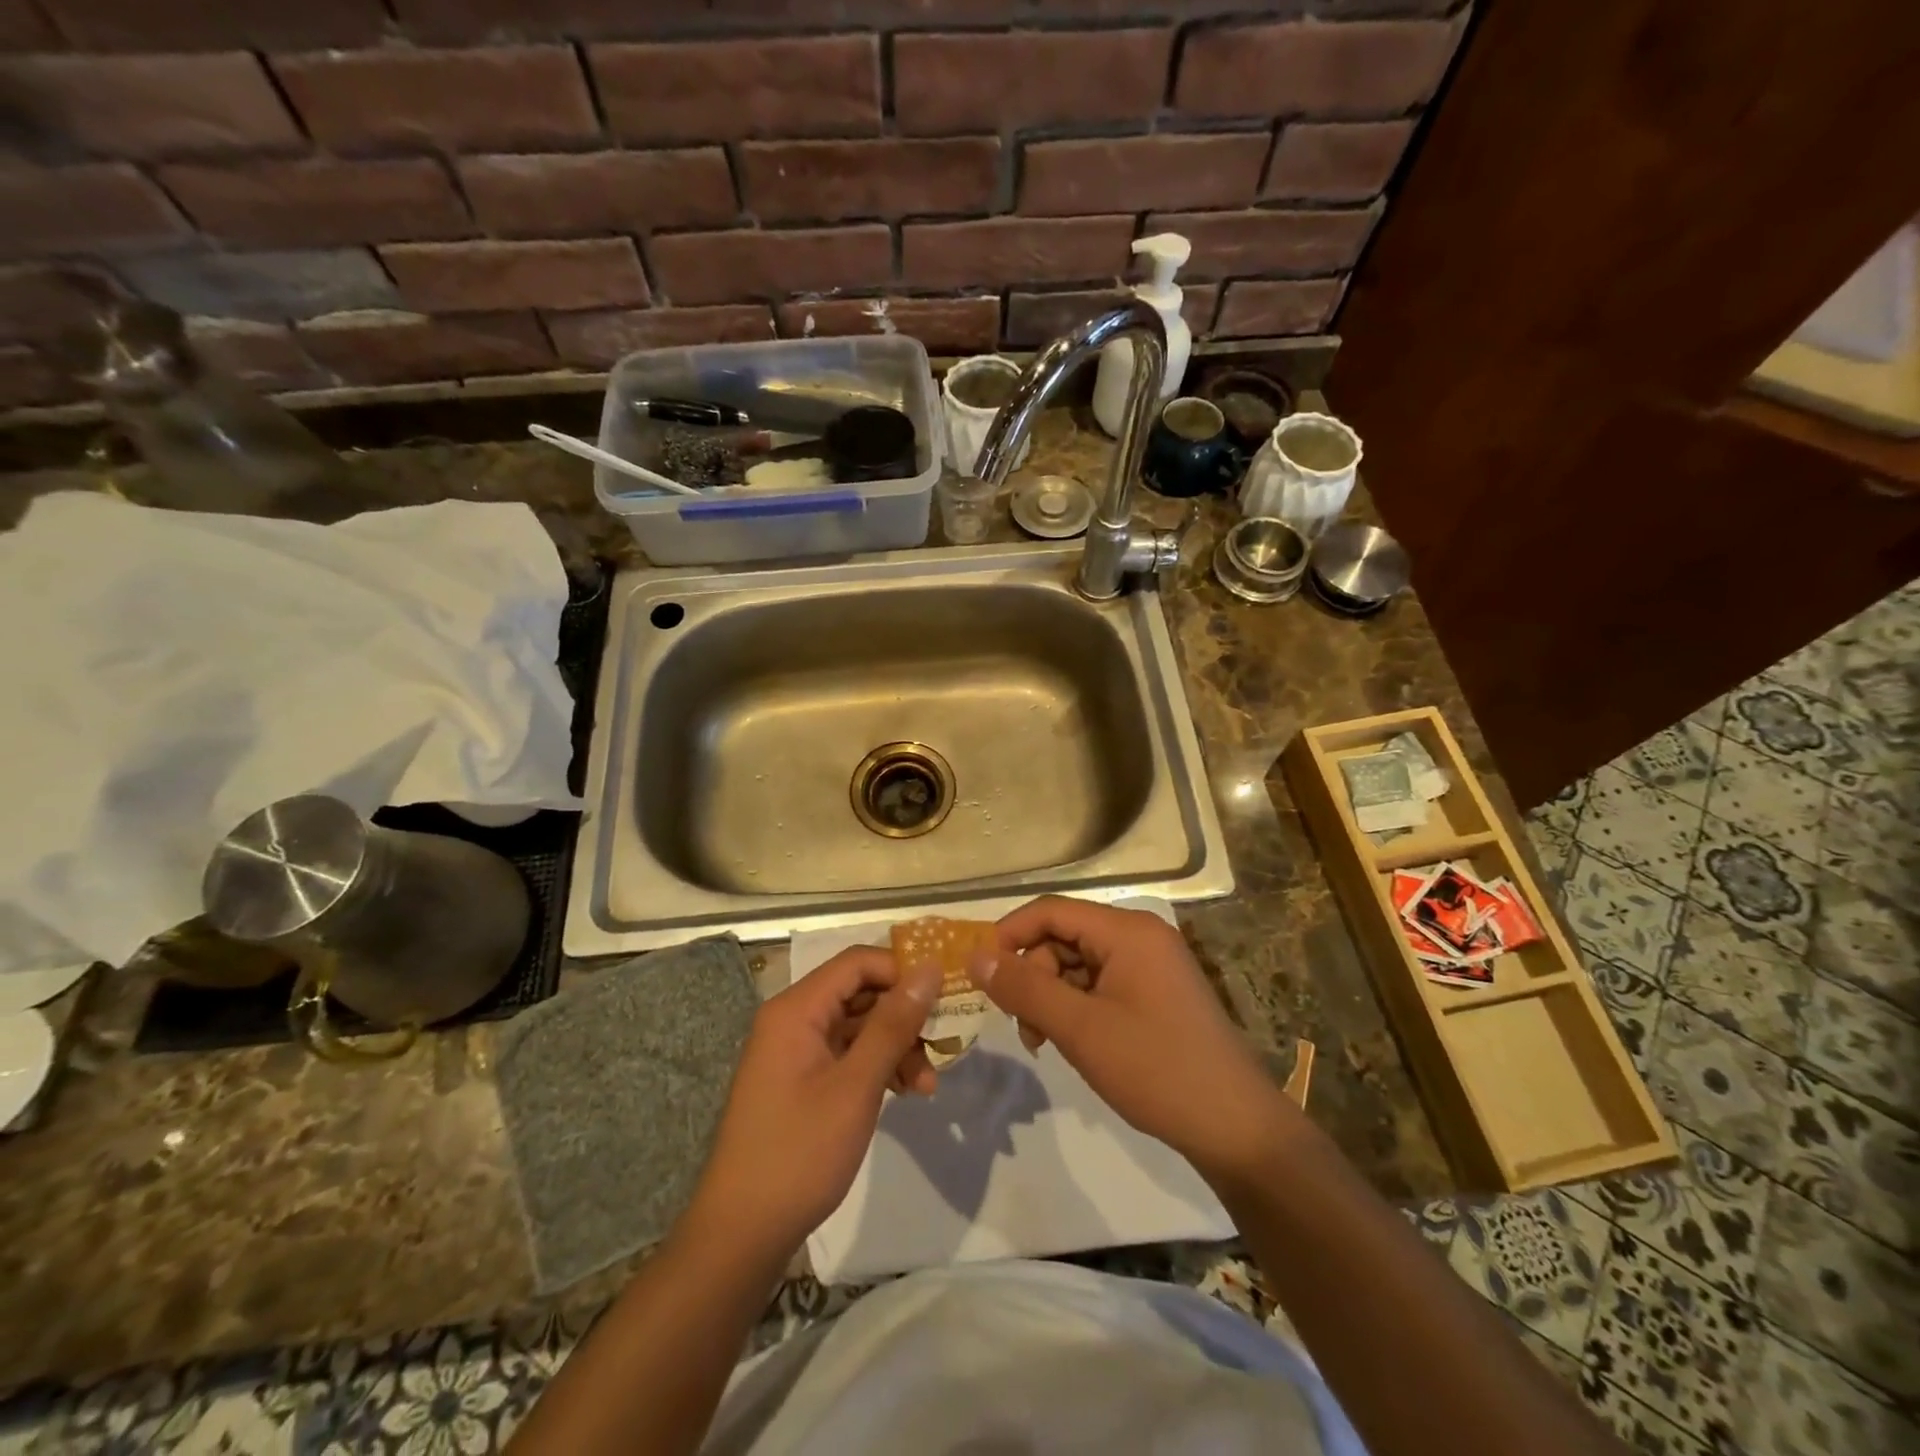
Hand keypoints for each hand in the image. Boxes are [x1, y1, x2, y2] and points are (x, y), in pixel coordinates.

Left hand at [688, 948, 940, 1257]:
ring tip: (926, 1086)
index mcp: (797, 1009)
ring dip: (896, 1046)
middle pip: (860, 992)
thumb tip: (929, 969)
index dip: (902, 971)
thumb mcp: (856, 1086)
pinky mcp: (801, 1079)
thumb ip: (894, 1024)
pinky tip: (905, 1093)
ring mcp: (795, 1050)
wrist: (742, 1233)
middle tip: (942, 1046)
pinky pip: (847, 1053)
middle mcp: (793, 1019)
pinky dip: (877, 1066)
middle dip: (904, 1016)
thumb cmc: (800, 1152)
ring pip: (858, 1025)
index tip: (943, 998)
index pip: (858, 962)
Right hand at [970, 897, 1301, 1184]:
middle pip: (1064, 938)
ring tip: (1043, 1043)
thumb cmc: (1155, 1068)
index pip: (1051, 911)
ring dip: (1052, 997)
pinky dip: (1076, 1009)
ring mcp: (1152, 966)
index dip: (1009, 935)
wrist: (1237, 1128)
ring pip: (1079, 965)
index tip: (981, 975)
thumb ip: (1024, 988)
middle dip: (1033, 976)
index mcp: (1127, 930)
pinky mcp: (1156, 995)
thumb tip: (975, 957)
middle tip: (1022, 1026)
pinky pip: (1101, 986)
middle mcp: (1140, 937)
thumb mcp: (1080, 1028)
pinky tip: (1070, 1043)